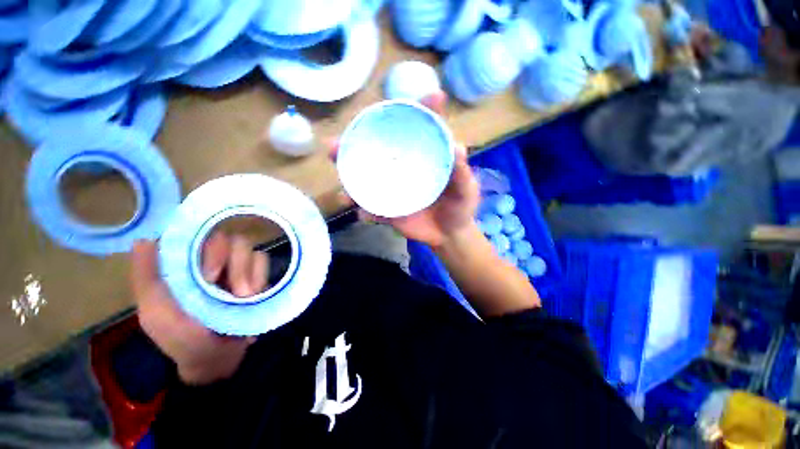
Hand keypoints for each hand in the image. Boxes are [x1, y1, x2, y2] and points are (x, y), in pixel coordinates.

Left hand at [131, 233, 268, 384]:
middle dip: (236, 265)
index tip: (210, 277)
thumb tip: (144, 239)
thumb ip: (147, 277)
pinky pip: (264, 262)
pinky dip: (261, 277)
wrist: (217, 358)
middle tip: (234, 291)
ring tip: (244, 298)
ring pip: (252, 250)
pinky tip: (253, 296)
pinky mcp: (258, 276)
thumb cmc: (180, 337)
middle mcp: (215, 261)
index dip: (211, 251)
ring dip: (249, 273)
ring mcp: (239, 268)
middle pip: (233, 240)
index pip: (203, 237)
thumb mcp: (155, 312)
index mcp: (189, 265)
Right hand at [330, 92, 480, 247]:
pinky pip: (373, 209)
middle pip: (379, 149)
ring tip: (343, 184)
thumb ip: (461, 173)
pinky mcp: (389, 210)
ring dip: (349, 178)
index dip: (418, 110)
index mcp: (426, 157)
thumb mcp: (466, 190)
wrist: (449, 234)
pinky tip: (363, 214)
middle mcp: (404, 166)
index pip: (420, 129)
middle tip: (336, 144)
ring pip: (367, 178)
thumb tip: (458, 148)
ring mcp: (394, 188)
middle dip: (356, 143)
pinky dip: (366, 211)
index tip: (417, 97)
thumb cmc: (460, 208)